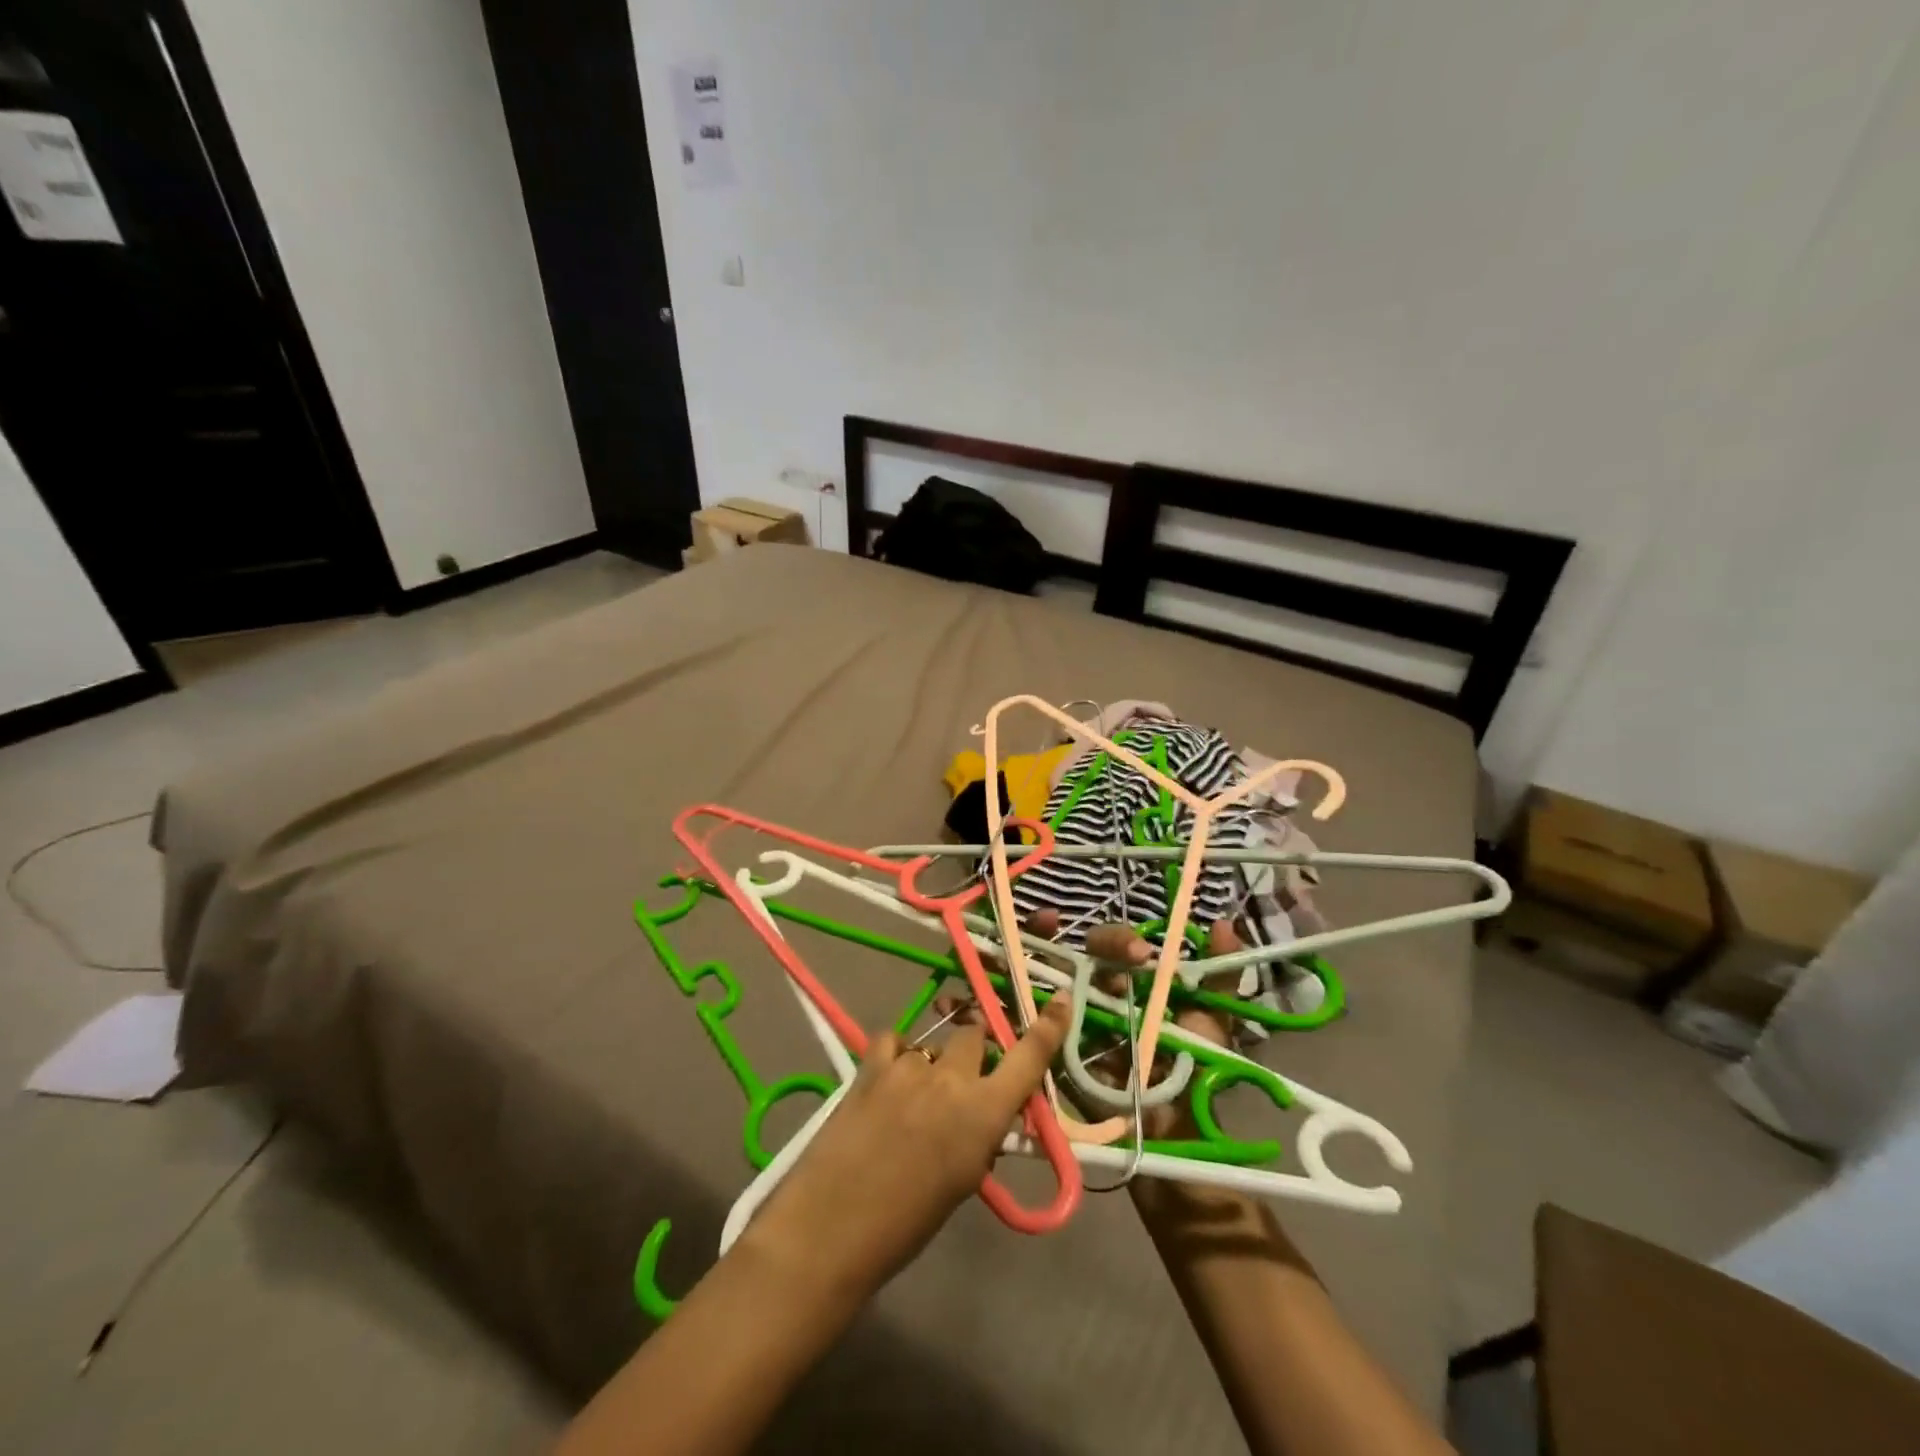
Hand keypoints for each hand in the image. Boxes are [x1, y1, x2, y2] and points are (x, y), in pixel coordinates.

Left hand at [740, 996, 1072, 1308]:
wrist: (831, 1228)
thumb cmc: (906, 1225)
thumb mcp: (962, 1182)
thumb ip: (980, 1138)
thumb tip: (986, 1115)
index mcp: (984, 1114)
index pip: (1028, 1058)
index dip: (1048, 1028)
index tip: (1060, 1001)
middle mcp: (952, 1079)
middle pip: (975, 1036)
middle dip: (975, 1051)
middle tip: (962, 1078)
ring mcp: (910, 1066)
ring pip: (935, 1044)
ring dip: (933, 1063)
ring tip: (913, 1097)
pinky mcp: (872, 1065)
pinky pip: (896, 1041)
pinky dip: (897, 1055)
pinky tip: (888, 1080)